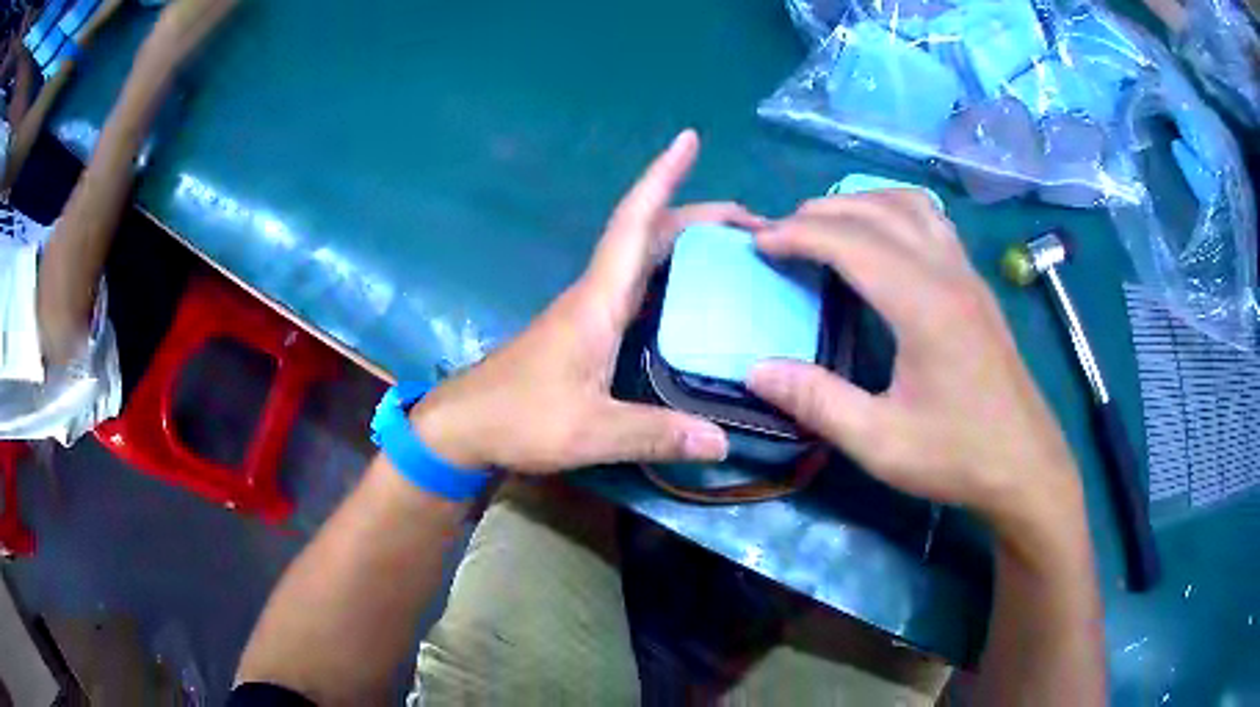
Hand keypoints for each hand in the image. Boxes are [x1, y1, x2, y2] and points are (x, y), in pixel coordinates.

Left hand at [410, 130, 764, 473]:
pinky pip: (638, 284)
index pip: (633, 224)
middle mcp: (596, 293)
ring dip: (686, 240)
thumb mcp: (588, 432)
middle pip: (648, 233)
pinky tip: (696, 296)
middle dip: (698, 215)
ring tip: (737, 250)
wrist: (465, 424)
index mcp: (597, 301)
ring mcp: (589, 309)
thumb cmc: (518, 418)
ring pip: (642, 256)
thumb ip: (653, 433)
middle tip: (752, 221)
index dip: (660, 178)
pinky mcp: (586, 329)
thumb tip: (722, 441)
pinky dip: (670, 273)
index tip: (687, 139)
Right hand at [745, 192, 1081, 532]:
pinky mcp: (977, 286)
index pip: (852, 242)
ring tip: (825, 226)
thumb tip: (757, 370)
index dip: (799, 235)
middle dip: (822, 212)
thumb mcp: (881, 442)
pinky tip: (883, 239)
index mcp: (925, 306)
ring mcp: (968, 275)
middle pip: (878, 211)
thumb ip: (817, 402)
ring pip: (910, 205)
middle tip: (780, 235)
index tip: (758, 244)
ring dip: (861, 203)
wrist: (1026, 466)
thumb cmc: (958, 456)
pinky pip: (932, 222)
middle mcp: (948, 273)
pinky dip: (895, 212)